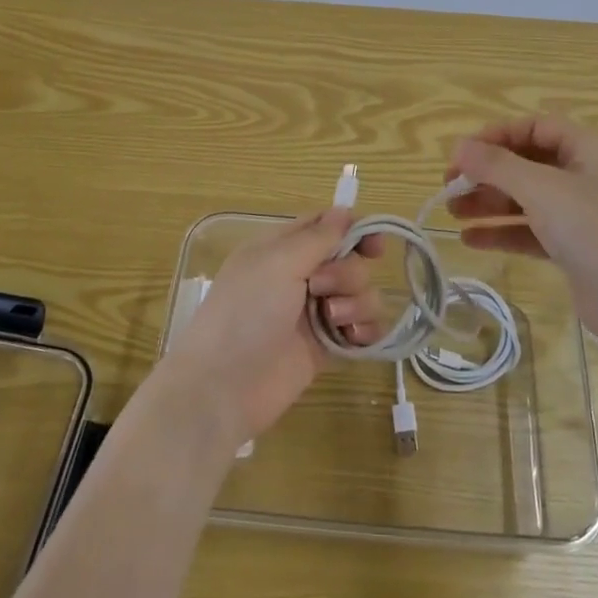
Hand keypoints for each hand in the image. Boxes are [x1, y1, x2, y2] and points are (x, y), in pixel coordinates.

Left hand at [157, 209, 383, 447]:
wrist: (224, 387)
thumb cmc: (245, 314)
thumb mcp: (277, 263)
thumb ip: (317, 237)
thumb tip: (343, 209)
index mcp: (281, 249)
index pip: (325, 225)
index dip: (354, 229)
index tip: (373, 245)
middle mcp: (300, 276)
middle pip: (350, 260)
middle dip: (347, 273)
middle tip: (320, 289)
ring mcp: (315, 313)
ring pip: (361, 294)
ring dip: (356, 303)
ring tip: (333, 321)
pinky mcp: (327, 348)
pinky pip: (363, 329)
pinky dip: (366, 331)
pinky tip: (355, 340)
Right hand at [446, 115, 597, 339]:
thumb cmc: (591, 229)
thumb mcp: (540, 189)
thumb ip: (496, 165)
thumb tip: (459, 147)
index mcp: (589, 148)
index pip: (535, 128)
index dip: (496, 136)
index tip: (461, 153)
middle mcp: (588, 174)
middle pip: (527, 163)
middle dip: (487, 173)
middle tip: (449, 186)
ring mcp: (583, 213)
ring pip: (527, 198)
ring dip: (489, 202)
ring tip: (451, 213)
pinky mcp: (575, 247)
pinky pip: (532, 229)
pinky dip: (503, 231)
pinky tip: (470, 239)